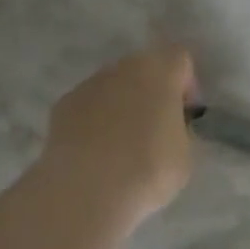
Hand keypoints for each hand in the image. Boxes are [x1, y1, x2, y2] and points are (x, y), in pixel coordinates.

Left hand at [42, 46, 196, 229]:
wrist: (86, 189)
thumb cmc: (148, 169)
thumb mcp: (185, 154)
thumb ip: (180, 130)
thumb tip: (170, 127)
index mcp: (158, 71)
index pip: (180, 59)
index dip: (186, 84)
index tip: (186, 114)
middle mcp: (122, 68)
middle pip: (144, 68)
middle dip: (152, 92)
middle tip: (156, 128)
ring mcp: (88, 84)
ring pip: (113, 86)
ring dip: (122, 105)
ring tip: (123, 144)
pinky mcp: (62, 106)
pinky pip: (88, 106)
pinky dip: (94, 120)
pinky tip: (96, 152)